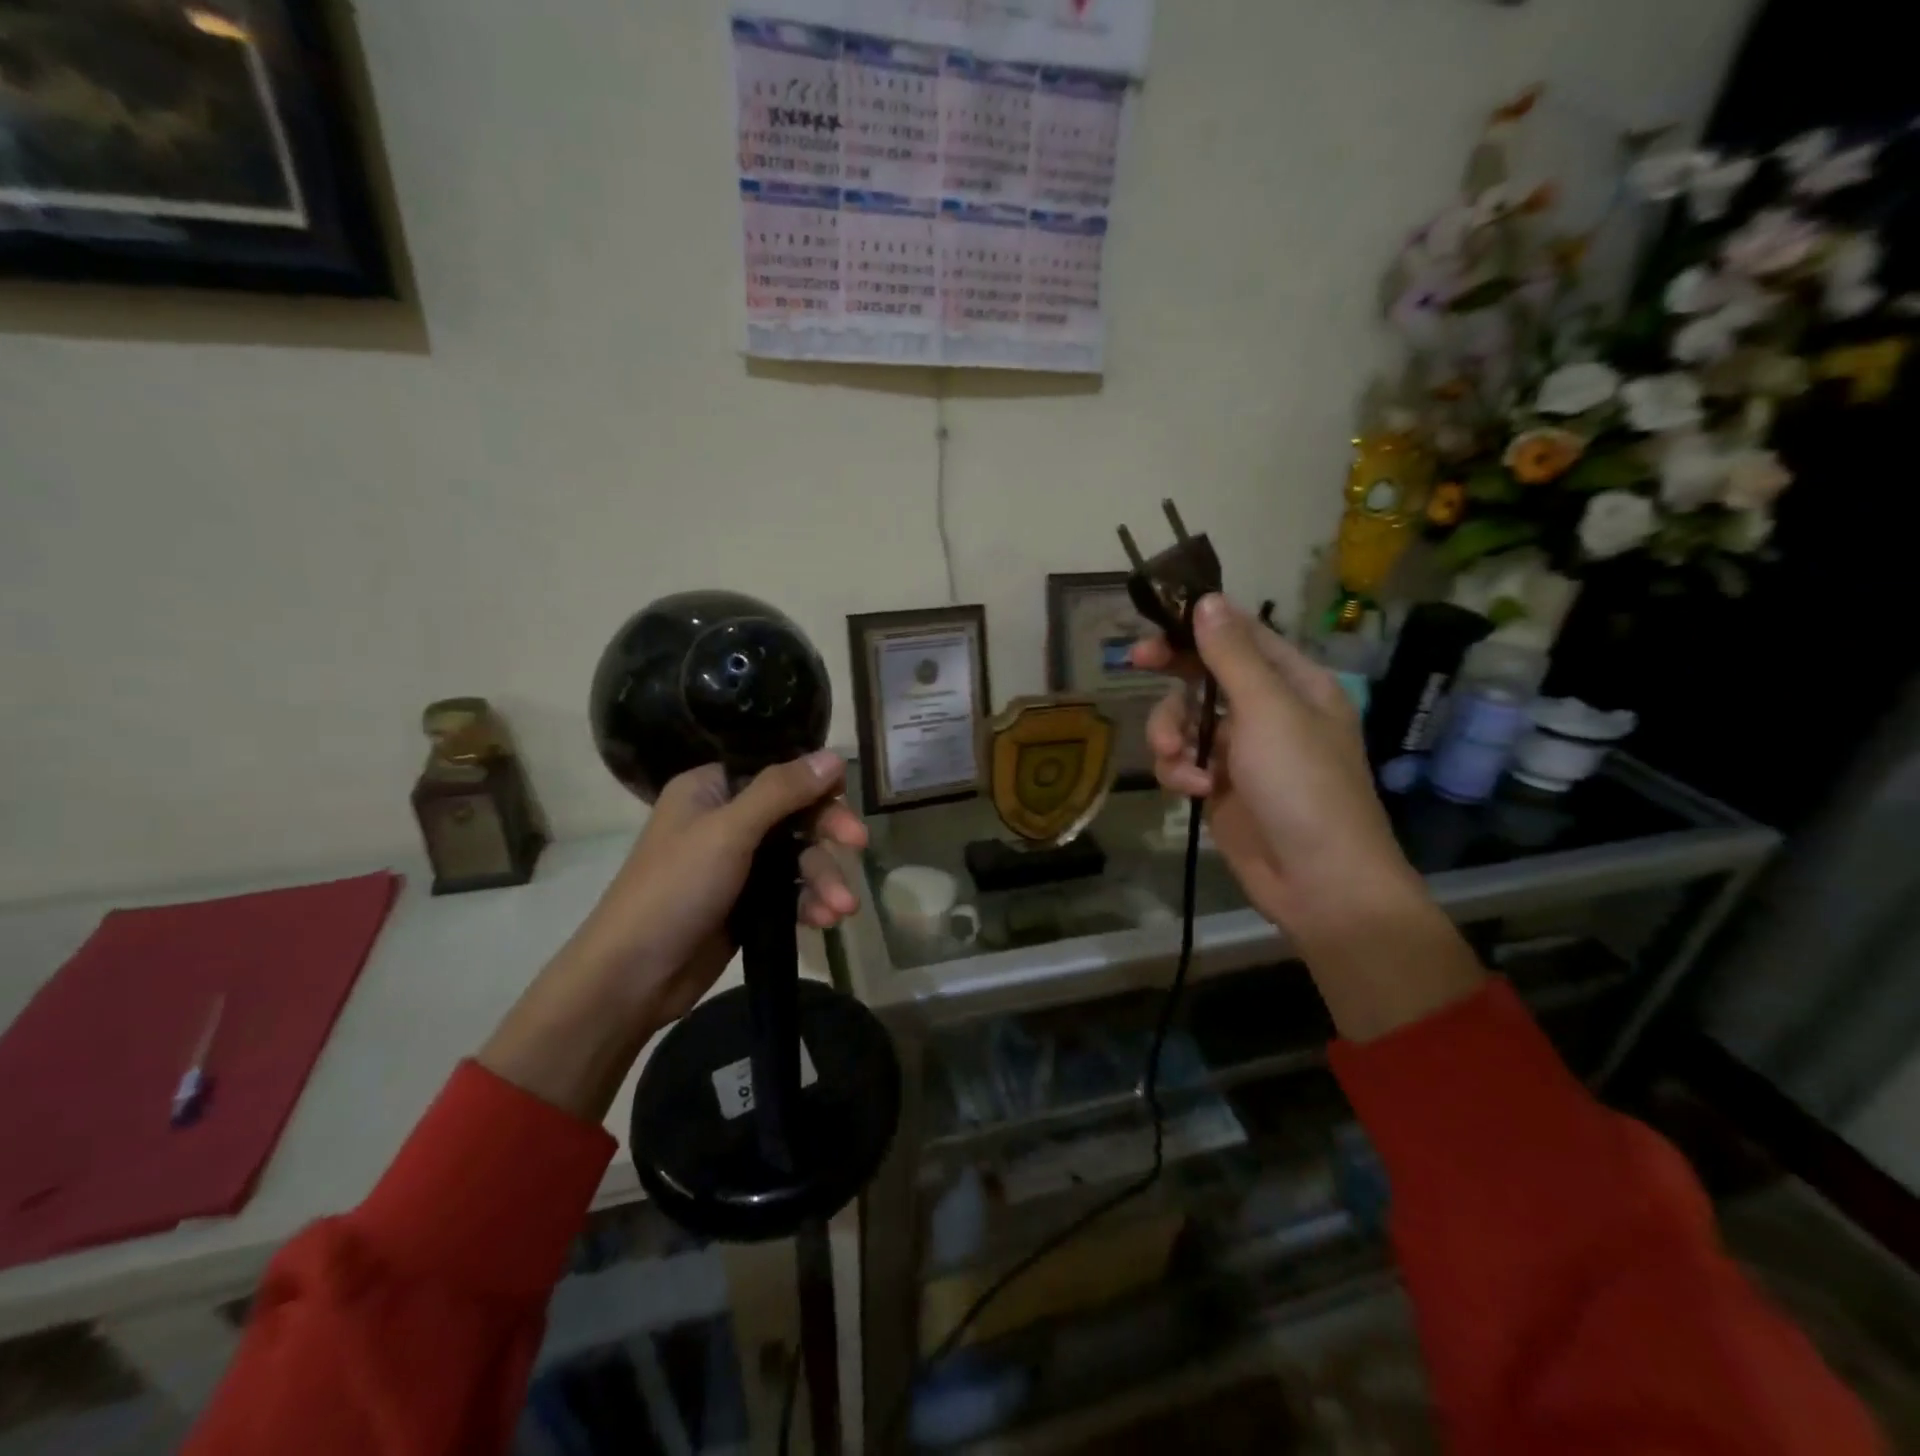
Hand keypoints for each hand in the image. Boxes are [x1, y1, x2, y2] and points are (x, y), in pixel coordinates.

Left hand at [561, 752, 866, 1024]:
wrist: (633, 977)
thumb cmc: (674, 890)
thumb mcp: (729, 832)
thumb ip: (782, 791)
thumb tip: (834, 756)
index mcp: (712, 789)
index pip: (777, 771)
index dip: (815, 783)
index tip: (844, 797)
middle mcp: (727, 819)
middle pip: (795, 813)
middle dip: (827, 834)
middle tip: (859, 844)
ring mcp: (738, 863)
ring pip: (798, 856)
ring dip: (824, 878)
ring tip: (842, 908)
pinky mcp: (747, 902)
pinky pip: (791, 891)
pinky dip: (810, 902)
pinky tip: (825, 921)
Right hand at [1136, 596, 1481, 1040]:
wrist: (1320, 882)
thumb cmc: (1303, 786)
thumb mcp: (1267, 711)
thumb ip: (1231, 655)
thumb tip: (1207, 600)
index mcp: (1294, 683)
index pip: (1241, 636)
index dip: (1196, 625)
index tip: (1155, 622)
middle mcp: (1268, 711)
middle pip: (1205, 675)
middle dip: (1173, 677)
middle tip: (1133, 663)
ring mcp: (1242, 752)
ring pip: (1185, 721)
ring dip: (1171, 734)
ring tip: (1177, 759)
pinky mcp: (1221, 788)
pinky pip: (1183, 762)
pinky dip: (1180, 773)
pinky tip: (1193, 792)